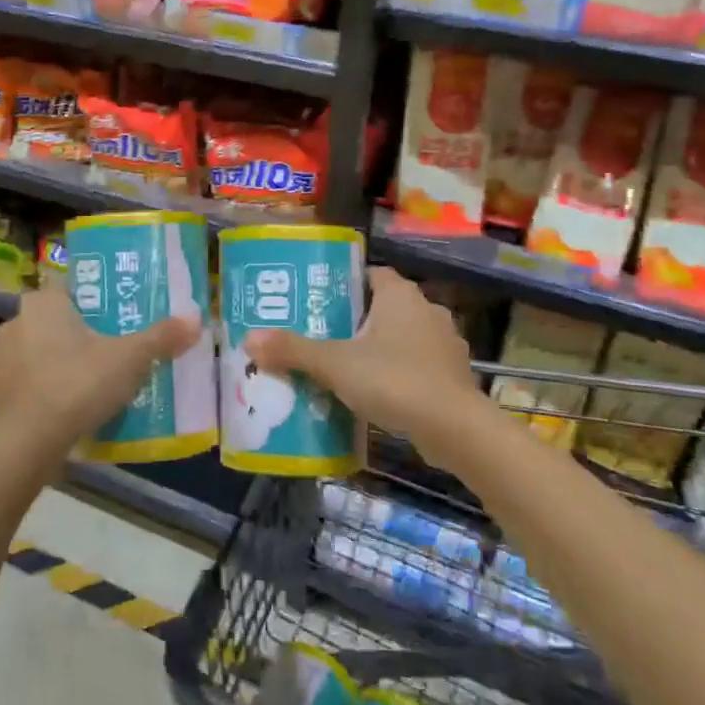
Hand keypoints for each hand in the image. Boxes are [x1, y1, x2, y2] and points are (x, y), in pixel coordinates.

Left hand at [0, 284, 200, 467]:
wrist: (26, 444)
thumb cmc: (78, 385)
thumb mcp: (130, 359)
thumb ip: (162, 337)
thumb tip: (196, 320)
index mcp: (44, 303)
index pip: (69, 289)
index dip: (91, 303)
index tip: (112, 321)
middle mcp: (14, 322)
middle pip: (51, 322)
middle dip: (74, 336)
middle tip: (105, 354)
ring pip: (33, 353)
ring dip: (52, 364)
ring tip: (83, 386)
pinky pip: (20, 385)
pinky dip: (36, 393)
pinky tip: (58, 411)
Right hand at [244, 267, 490, 468]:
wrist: (456, 430)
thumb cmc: (394, 380)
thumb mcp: (335, 364)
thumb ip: (293, 350)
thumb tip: (248, 338)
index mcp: (400, 295)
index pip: (370, 274)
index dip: (344, 283)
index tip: (317, 300)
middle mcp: (426, 310)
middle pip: (383, 307)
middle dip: (355, 320)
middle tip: (321, 336)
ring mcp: (444, 344)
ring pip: (401, 337)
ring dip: (378, 349)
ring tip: (344, 367)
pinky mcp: (452, 376)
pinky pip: (416, 365)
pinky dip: (397, 374)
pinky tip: (375, 394)